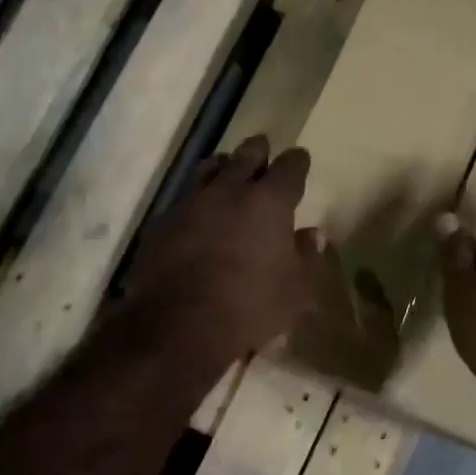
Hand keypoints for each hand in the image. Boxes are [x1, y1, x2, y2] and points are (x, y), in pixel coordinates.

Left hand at [119, 135, 322, 363]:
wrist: (178, 325)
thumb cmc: (250, 308)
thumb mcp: (295, 292)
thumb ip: (307, 257)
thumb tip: (312, 234)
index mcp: (269, 202)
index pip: (290, 167)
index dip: (297, 162)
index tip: (300, 160)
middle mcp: (230, 190)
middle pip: (247, 155)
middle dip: (258, 150)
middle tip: (263, 150)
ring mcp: (191, 202)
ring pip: (210, 168)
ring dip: (223, 167)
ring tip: (227, 170)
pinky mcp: (163, 221)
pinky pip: (184, 198)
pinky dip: (196, 198)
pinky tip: (198, 212)